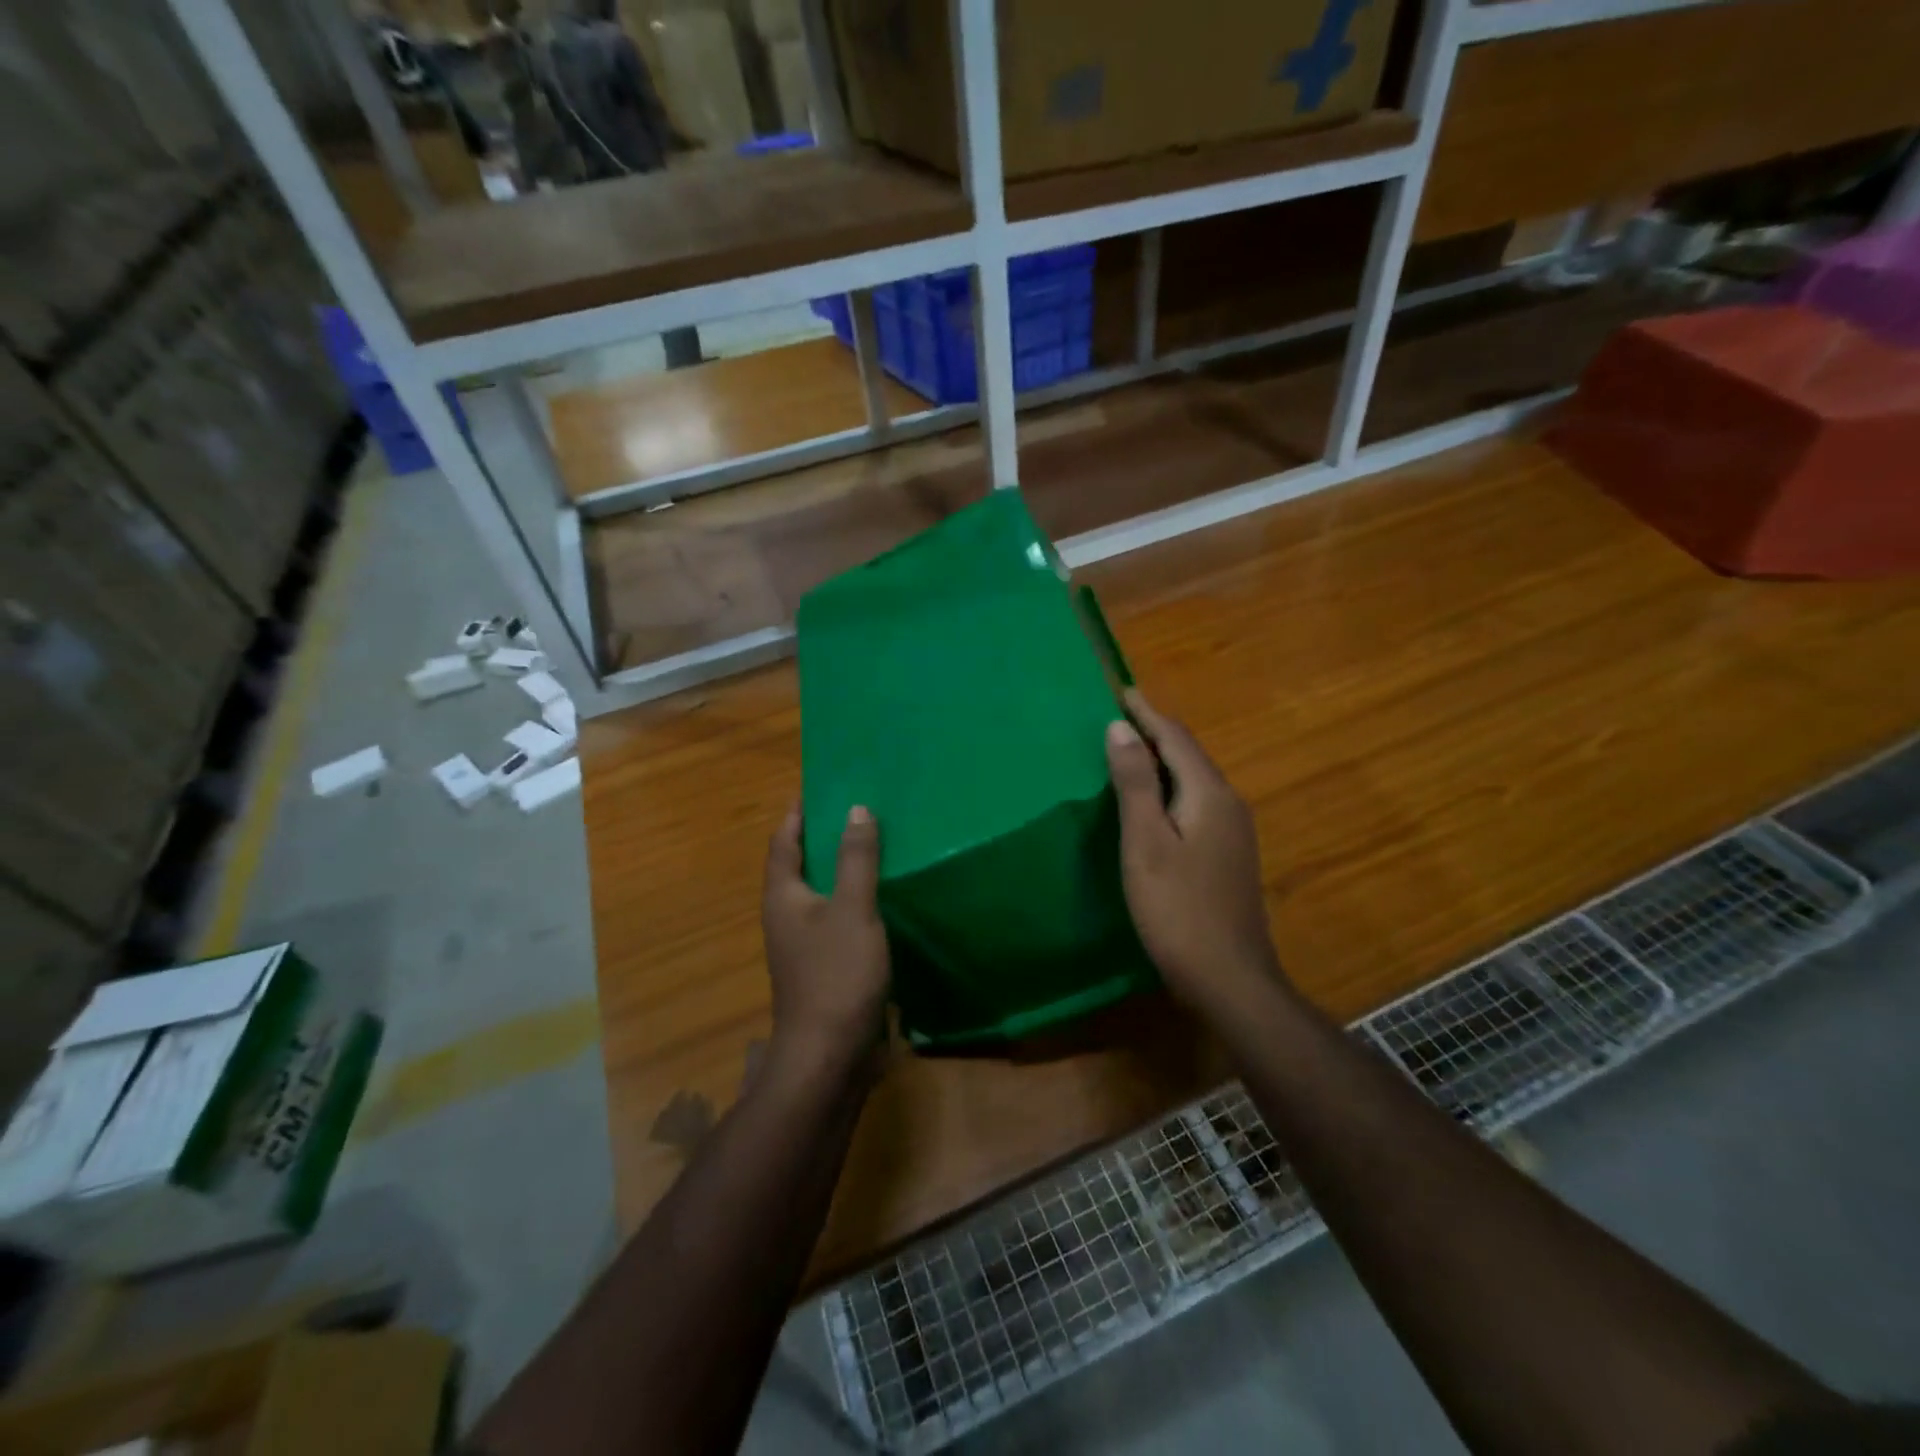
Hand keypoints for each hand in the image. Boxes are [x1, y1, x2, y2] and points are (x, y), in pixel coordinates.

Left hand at [762, 803, 890, 1078]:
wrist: (829, 1056)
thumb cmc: (836, 975)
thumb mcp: (852, 909)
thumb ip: (856, 859)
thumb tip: (856, 809)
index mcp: (783, 896)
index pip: (784, 842)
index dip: (798, 814)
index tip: (819, 787)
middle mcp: (787, 916)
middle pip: (800, 866)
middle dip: (823, 837)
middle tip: (857, 810)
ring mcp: (804, 945)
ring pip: (821, 893)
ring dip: (841, 869)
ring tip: (874, 845)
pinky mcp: (825, 967)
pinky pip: (837, 919)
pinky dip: (854, 899)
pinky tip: (882, 897)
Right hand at [1106, 692, 1287, 1019]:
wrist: (1229, 978)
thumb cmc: (1177, 908)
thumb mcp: (1146, 842)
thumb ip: (1135, 783)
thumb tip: (1122, 727)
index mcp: (1209, 794)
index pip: (1176, 738)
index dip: (1147, 714)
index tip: (1121, 692)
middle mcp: (1228, 804)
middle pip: (1189, 756)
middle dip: (1155, 733)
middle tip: (1118, 719)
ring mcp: (1234, 832)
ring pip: (1194, 781)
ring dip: (1162, 762)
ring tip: (1128, 752)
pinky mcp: (1228, 855)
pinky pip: (1196, 804)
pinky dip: (1170, 790)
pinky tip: (1152, 803)